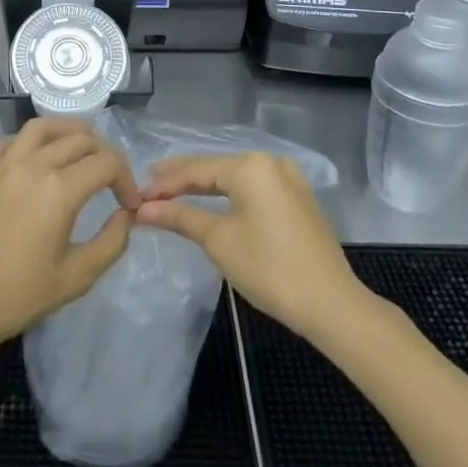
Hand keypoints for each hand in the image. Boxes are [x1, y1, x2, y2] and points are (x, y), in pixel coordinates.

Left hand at [0, 118, 139, 344]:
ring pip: (43, 127)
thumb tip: (126, 215)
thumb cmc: (20, 294)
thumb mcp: (77, 277)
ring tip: (83, 149)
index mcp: (60, 189)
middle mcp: (34, 165)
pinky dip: (29, 141)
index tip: (130, 206)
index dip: (127, 179)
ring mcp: (6, 166)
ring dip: (69, 132)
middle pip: (80, 139)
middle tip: (112, 182)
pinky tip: (37, 158)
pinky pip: (10, 141)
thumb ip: (111, 242)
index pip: (107, 163)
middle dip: (105, 155)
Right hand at [135, 153, 360, 340]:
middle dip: (181, 181)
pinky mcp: (298, 199)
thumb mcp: (218, 240)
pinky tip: (211, 201)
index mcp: (251, 165)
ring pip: (235, 178)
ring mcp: (289, 179)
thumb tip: (143, 208)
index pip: (196, 169)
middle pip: (216, 169)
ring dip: (204, 188)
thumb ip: (180, 217)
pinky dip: (229, 195)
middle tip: (149, 190)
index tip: (137, 196)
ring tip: (172, 194)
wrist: (331, 304)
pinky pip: (254, 188)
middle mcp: (271, 162)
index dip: (164, 183)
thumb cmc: (269, 268)